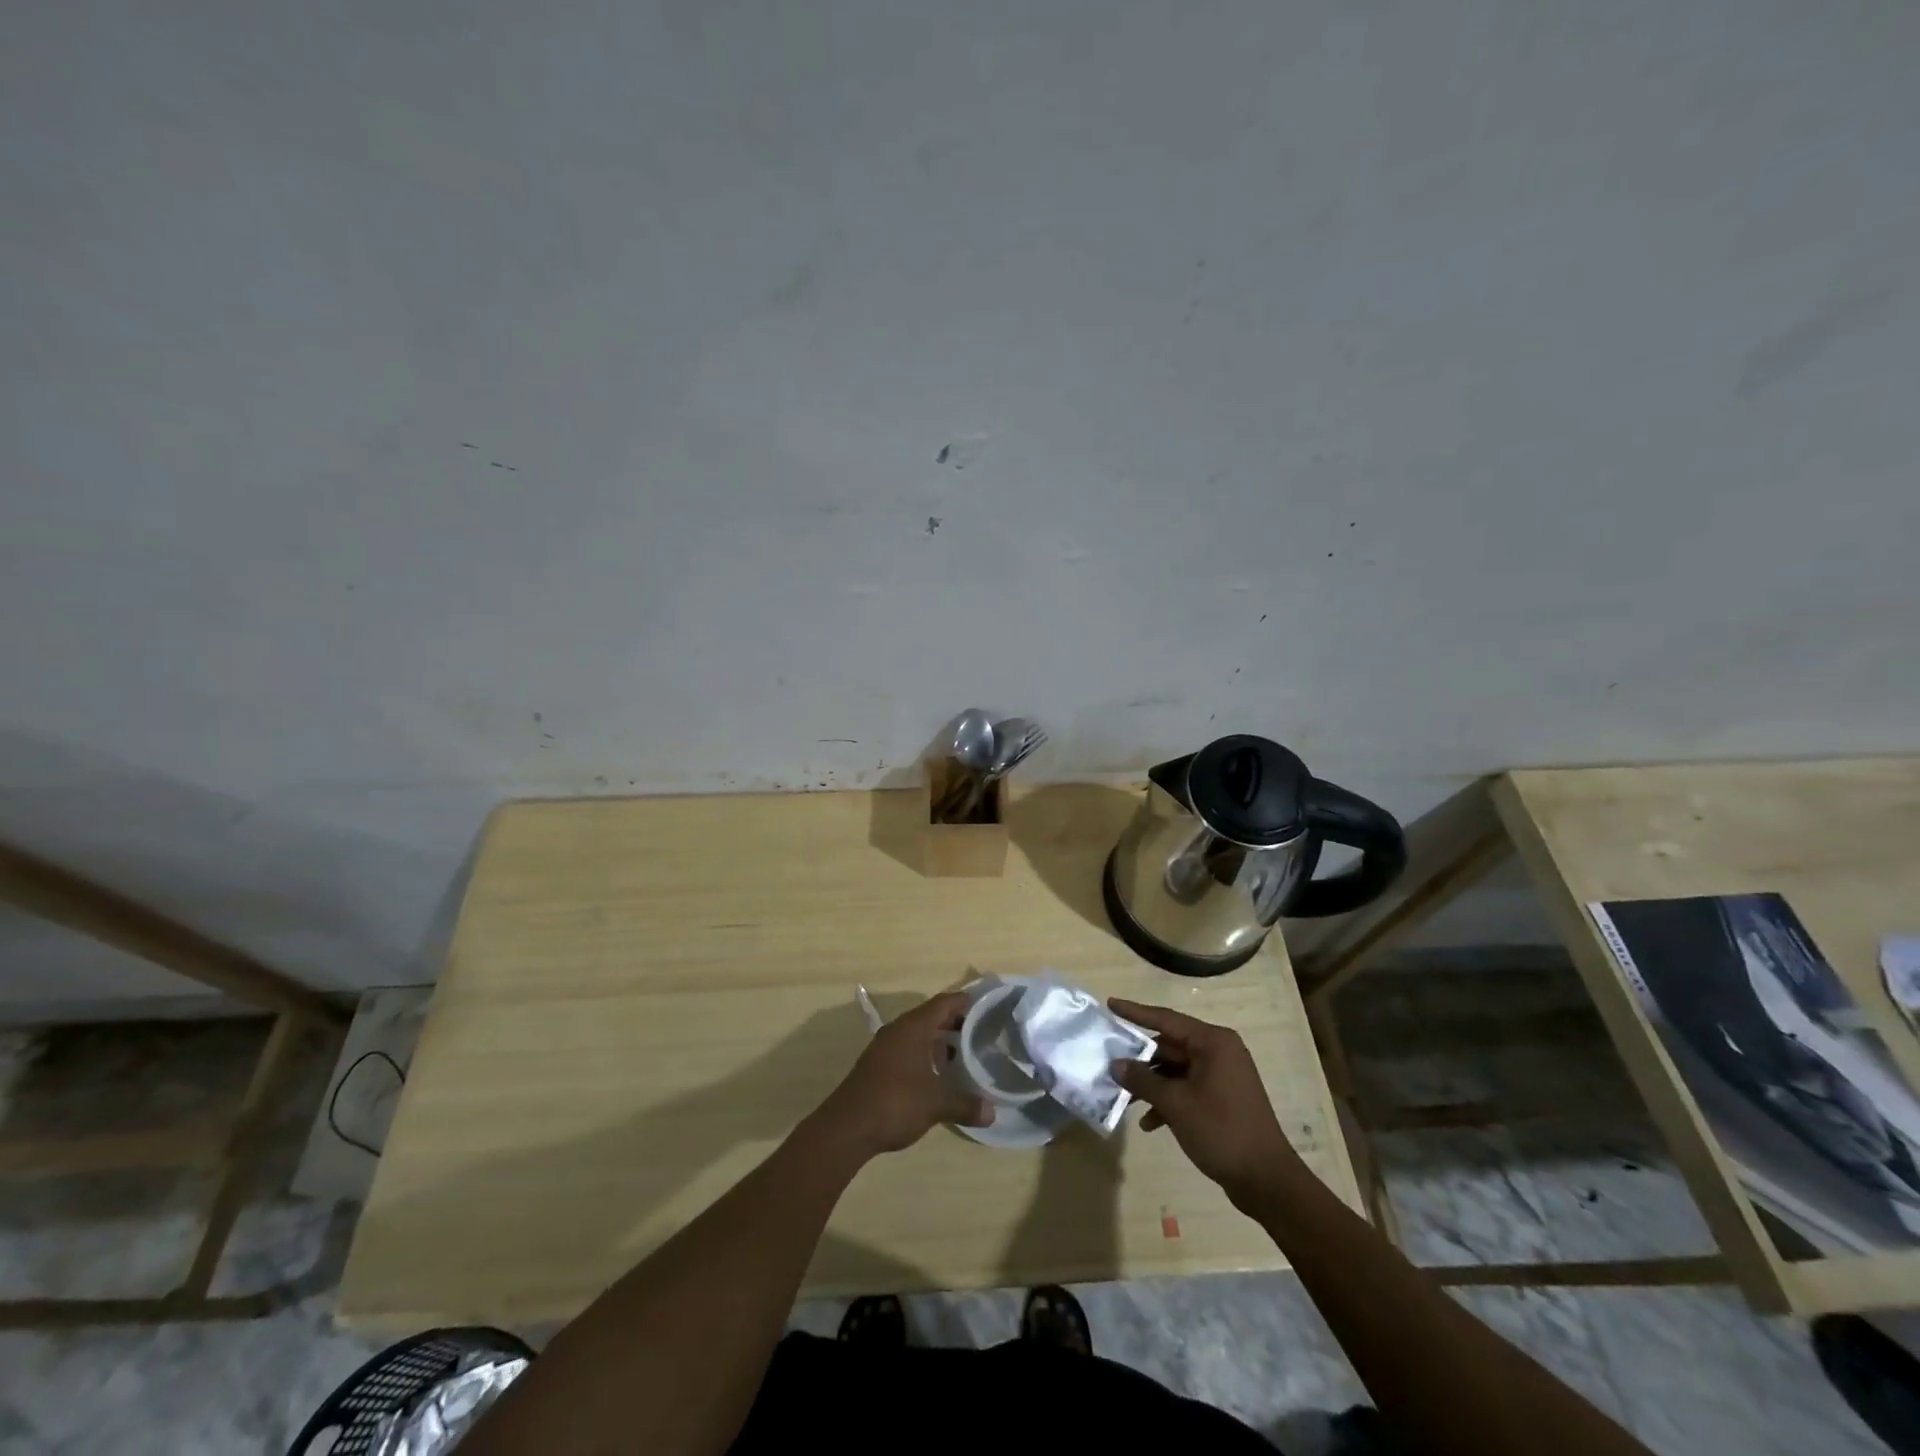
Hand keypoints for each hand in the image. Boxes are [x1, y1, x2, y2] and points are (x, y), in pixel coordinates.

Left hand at [813, 991, 990, 1158]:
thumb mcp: (936, 1104)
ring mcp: (886, 1047)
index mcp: (913, 1027)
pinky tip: (939, 1073)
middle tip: (983, 1032)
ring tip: (965, 1053)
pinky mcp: (878, 1065)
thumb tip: (992, 1112)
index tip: (988, 1007)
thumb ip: (965, 1104)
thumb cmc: (895, 1103)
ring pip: (919, 1034)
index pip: (944, 1003)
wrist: (847, 1127)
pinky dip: (926, 1054)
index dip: (966, 1002)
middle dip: (956, 1022)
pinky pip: (908, 1049)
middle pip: (932, 1016)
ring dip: (940, 1040)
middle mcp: (899, 1030)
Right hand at [1109, 998, 1301, 1207]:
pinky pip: (1187, 1088)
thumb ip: (1143, 1080)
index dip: (1135, 1013)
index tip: (1110, 1004)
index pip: (1166, 1019)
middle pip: (1169, 1046)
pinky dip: (1168, 1100)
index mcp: (1213, 1043)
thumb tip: (1115, 1064)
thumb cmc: (1222, 1131)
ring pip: (1176, 1069)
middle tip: (1108, 1059)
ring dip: (1151, 1084)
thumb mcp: (1176, 1104)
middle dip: (1140, 1058)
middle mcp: (1219, 1052)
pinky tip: (1149, 1123)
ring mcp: (1222, 1076)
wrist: (1267, 1181)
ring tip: (1123, 1097)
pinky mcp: (1222, 1099)